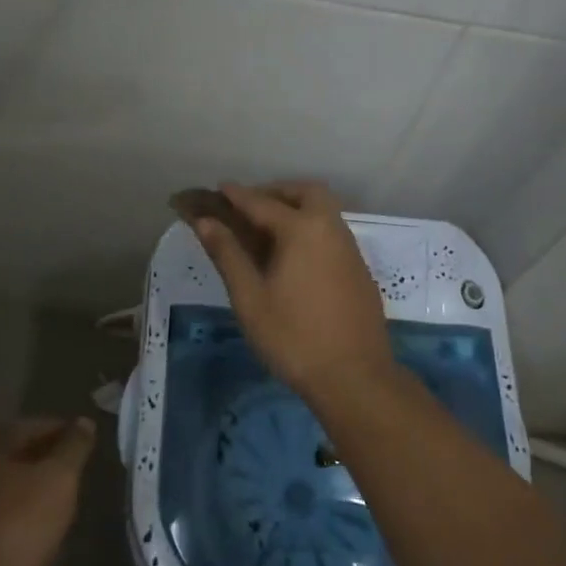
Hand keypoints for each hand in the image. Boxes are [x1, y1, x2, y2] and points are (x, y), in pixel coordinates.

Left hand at [0, 417, 95, 565]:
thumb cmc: (18, 523)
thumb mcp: (59, 478)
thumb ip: (74, 446)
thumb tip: (84, 421)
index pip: (41, 424)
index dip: (70, 434)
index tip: (92, 449)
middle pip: (25, 450)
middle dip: (54, 458)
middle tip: (81, 473)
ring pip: (14, 477)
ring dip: (39, 483)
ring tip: (67, 497)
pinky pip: (4, 503)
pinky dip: (25, 505)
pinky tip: (41, 521)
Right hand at [189, 181, 391, 396]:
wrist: (354, 377)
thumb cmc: (293, 337)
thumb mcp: (250, 298)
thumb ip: (228, 254)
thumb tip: (205, 221)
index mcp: (302, 229)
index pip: (262, 203)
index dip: (237, 195)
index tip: (219, 188)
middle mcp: (331, 229)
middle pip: (306, 193)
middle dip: (277, 192)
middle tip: (251, 208)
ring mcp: (350, 250)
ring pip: (324, 212)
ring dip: (297, 209)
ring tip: (267, 232)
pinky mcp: (359, 270)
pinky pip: (332, 234)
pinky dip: (311, 229)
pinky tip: (295, 258)